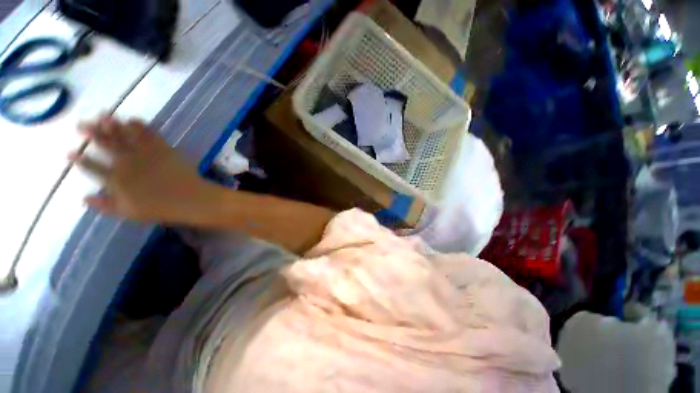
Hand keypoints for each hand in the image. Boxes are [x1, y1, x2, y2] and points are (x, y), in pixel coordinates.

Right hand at [71, 115, 209, 222]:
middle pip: (105, 144)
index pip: (92, 167)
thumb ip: (105, 205)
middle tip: (81, 124)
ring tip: (103, 116)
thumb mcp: (128, 212)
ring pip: (124, 134)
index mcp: (115, 179)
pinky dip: (139, 125)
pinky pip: (149, 133)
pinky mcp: (162, 148)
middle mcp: (126, 162)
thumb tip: (84, 199)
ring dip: (112, 124)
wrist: (190, 198)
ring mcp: (145, 153)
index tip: (69, 152)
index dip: (79, 159)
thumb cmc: (160, 208)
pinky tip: (132, 119)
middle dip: (91, 132)